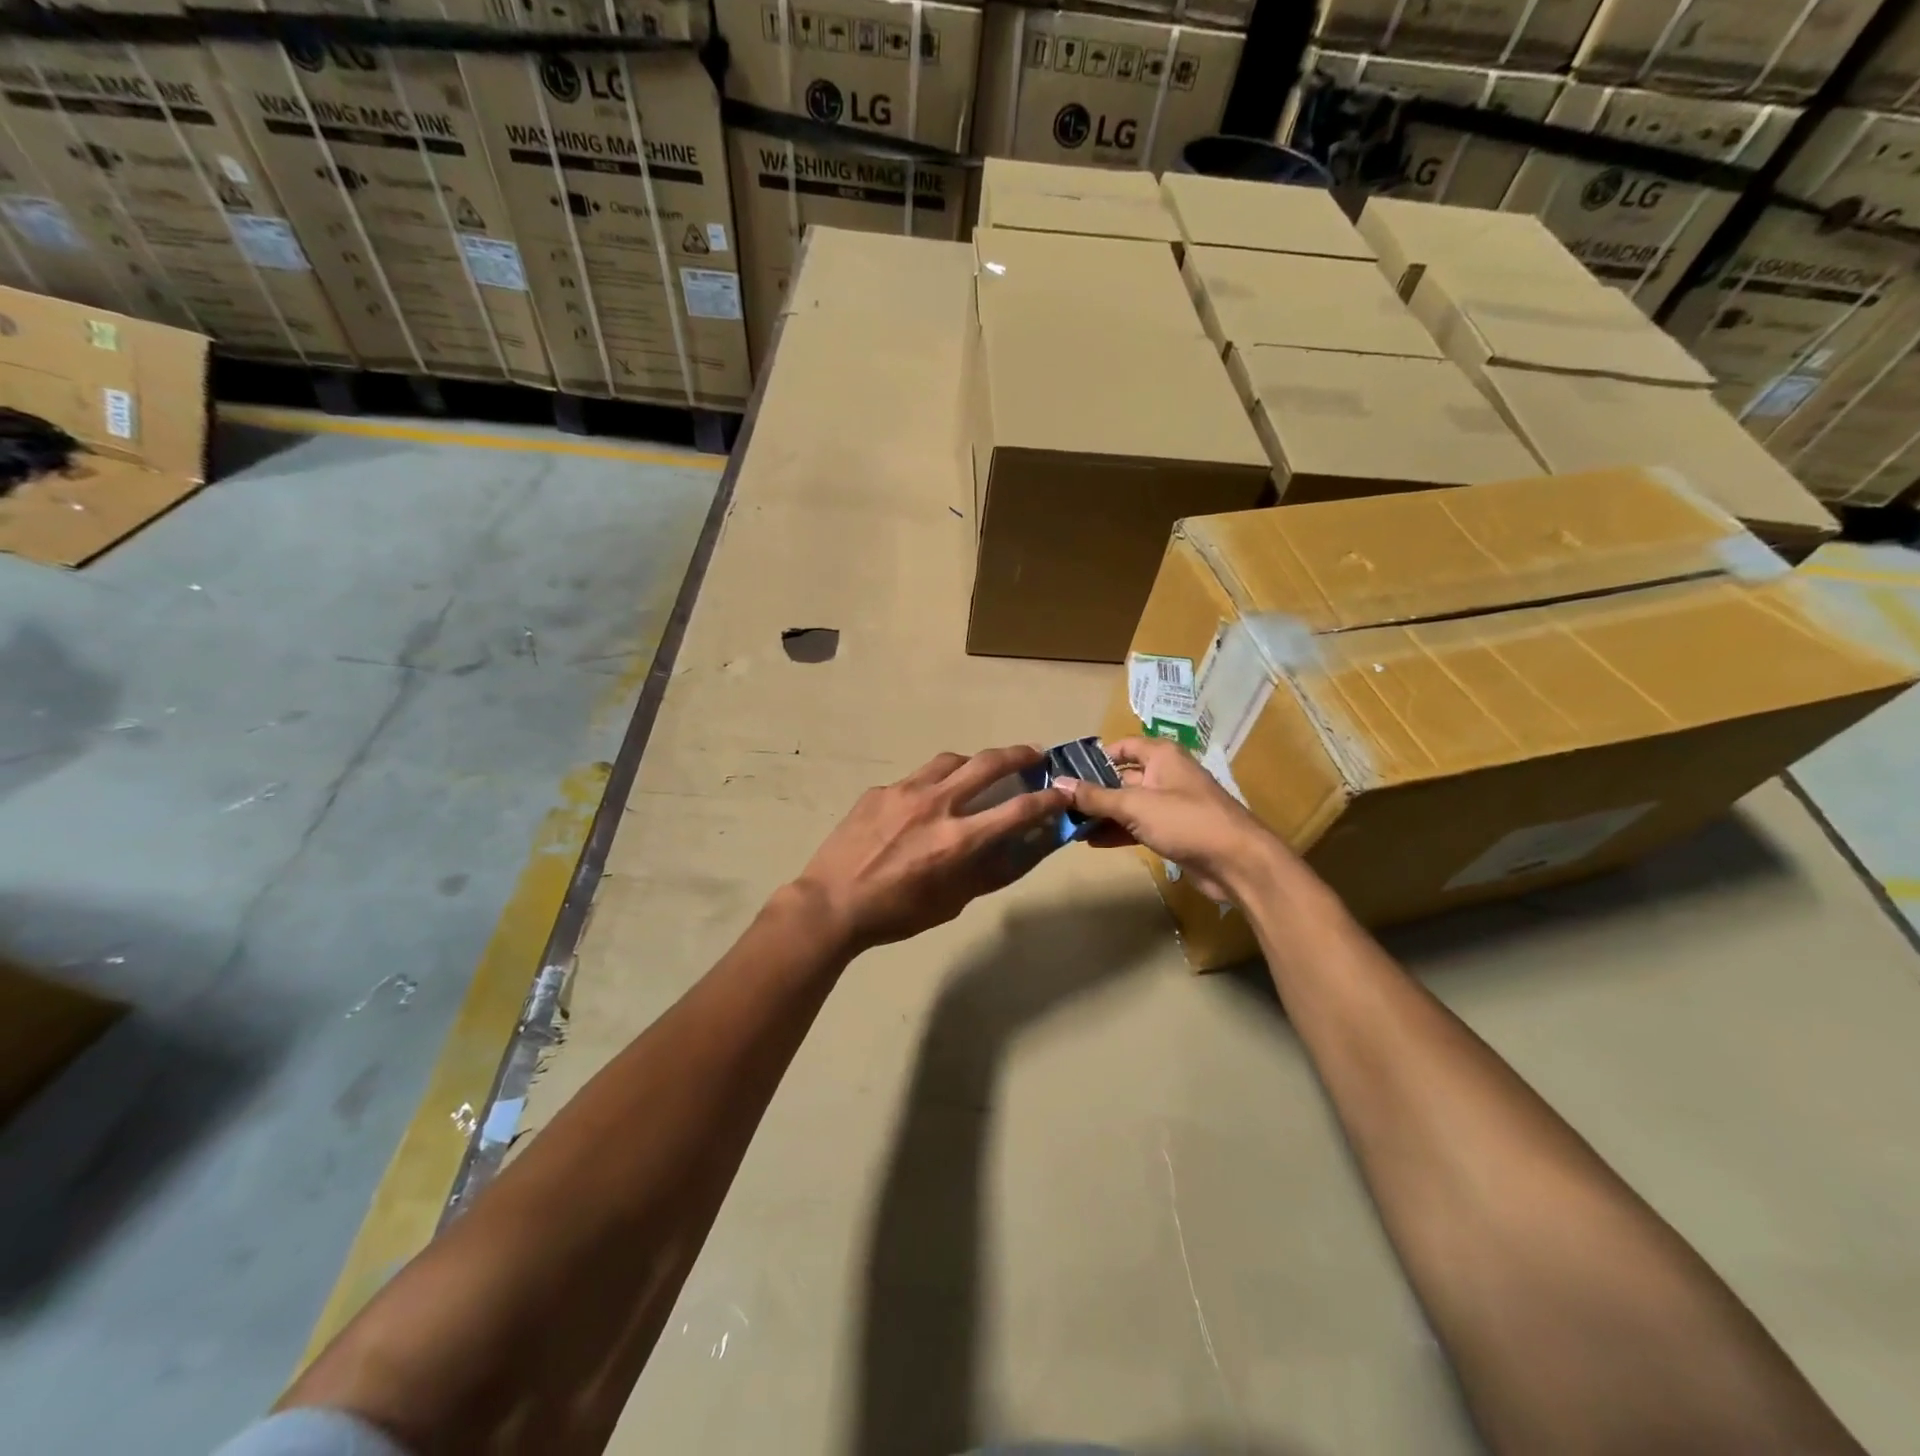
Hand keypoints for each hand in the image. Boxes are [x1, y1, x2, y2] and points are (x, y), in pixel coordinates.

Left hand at [792, 746, 1067, 951]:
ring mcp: (904, 792)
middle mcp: (937, 805)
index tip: (1062, 792)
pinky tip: (923, 804)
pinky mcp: (879, 791)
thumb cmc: (896, 913)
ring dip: (973, 763)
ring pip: (950, 761)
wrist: (831, 903)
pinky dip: (931, 785)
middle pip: (988, 764)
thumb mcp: (951, 902)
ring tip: (979, 771)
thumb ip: (986, 872)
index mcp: (959, 838)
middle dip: (1019, 755)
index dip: (1048, 799)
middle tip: (1034, 754)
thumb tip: (1016, 850)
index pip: (1019, 809)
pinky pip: (914, 780)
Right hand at [1054, 736, 1284, 901]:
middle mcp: (1166, 775)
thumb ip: (1095, 797)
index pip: (1123, 746)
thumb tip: (1058, 783)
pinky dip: (1117, 831)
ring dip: (1102, 814)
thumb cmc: (1186, 821)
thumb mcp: (1135, 805)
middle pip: (1122, 777)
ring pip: (1128, 804)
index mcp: (1161, 756)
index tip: (1067, 771)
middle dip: (1093, 790)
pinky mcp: (1173, 831)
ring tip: (1068, 825)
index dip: (1096, 756)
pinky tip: (1092, 841)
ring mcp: (1170, 805)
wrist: (1237, 862)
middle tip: (1059, 802)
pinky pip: (1138, 826)